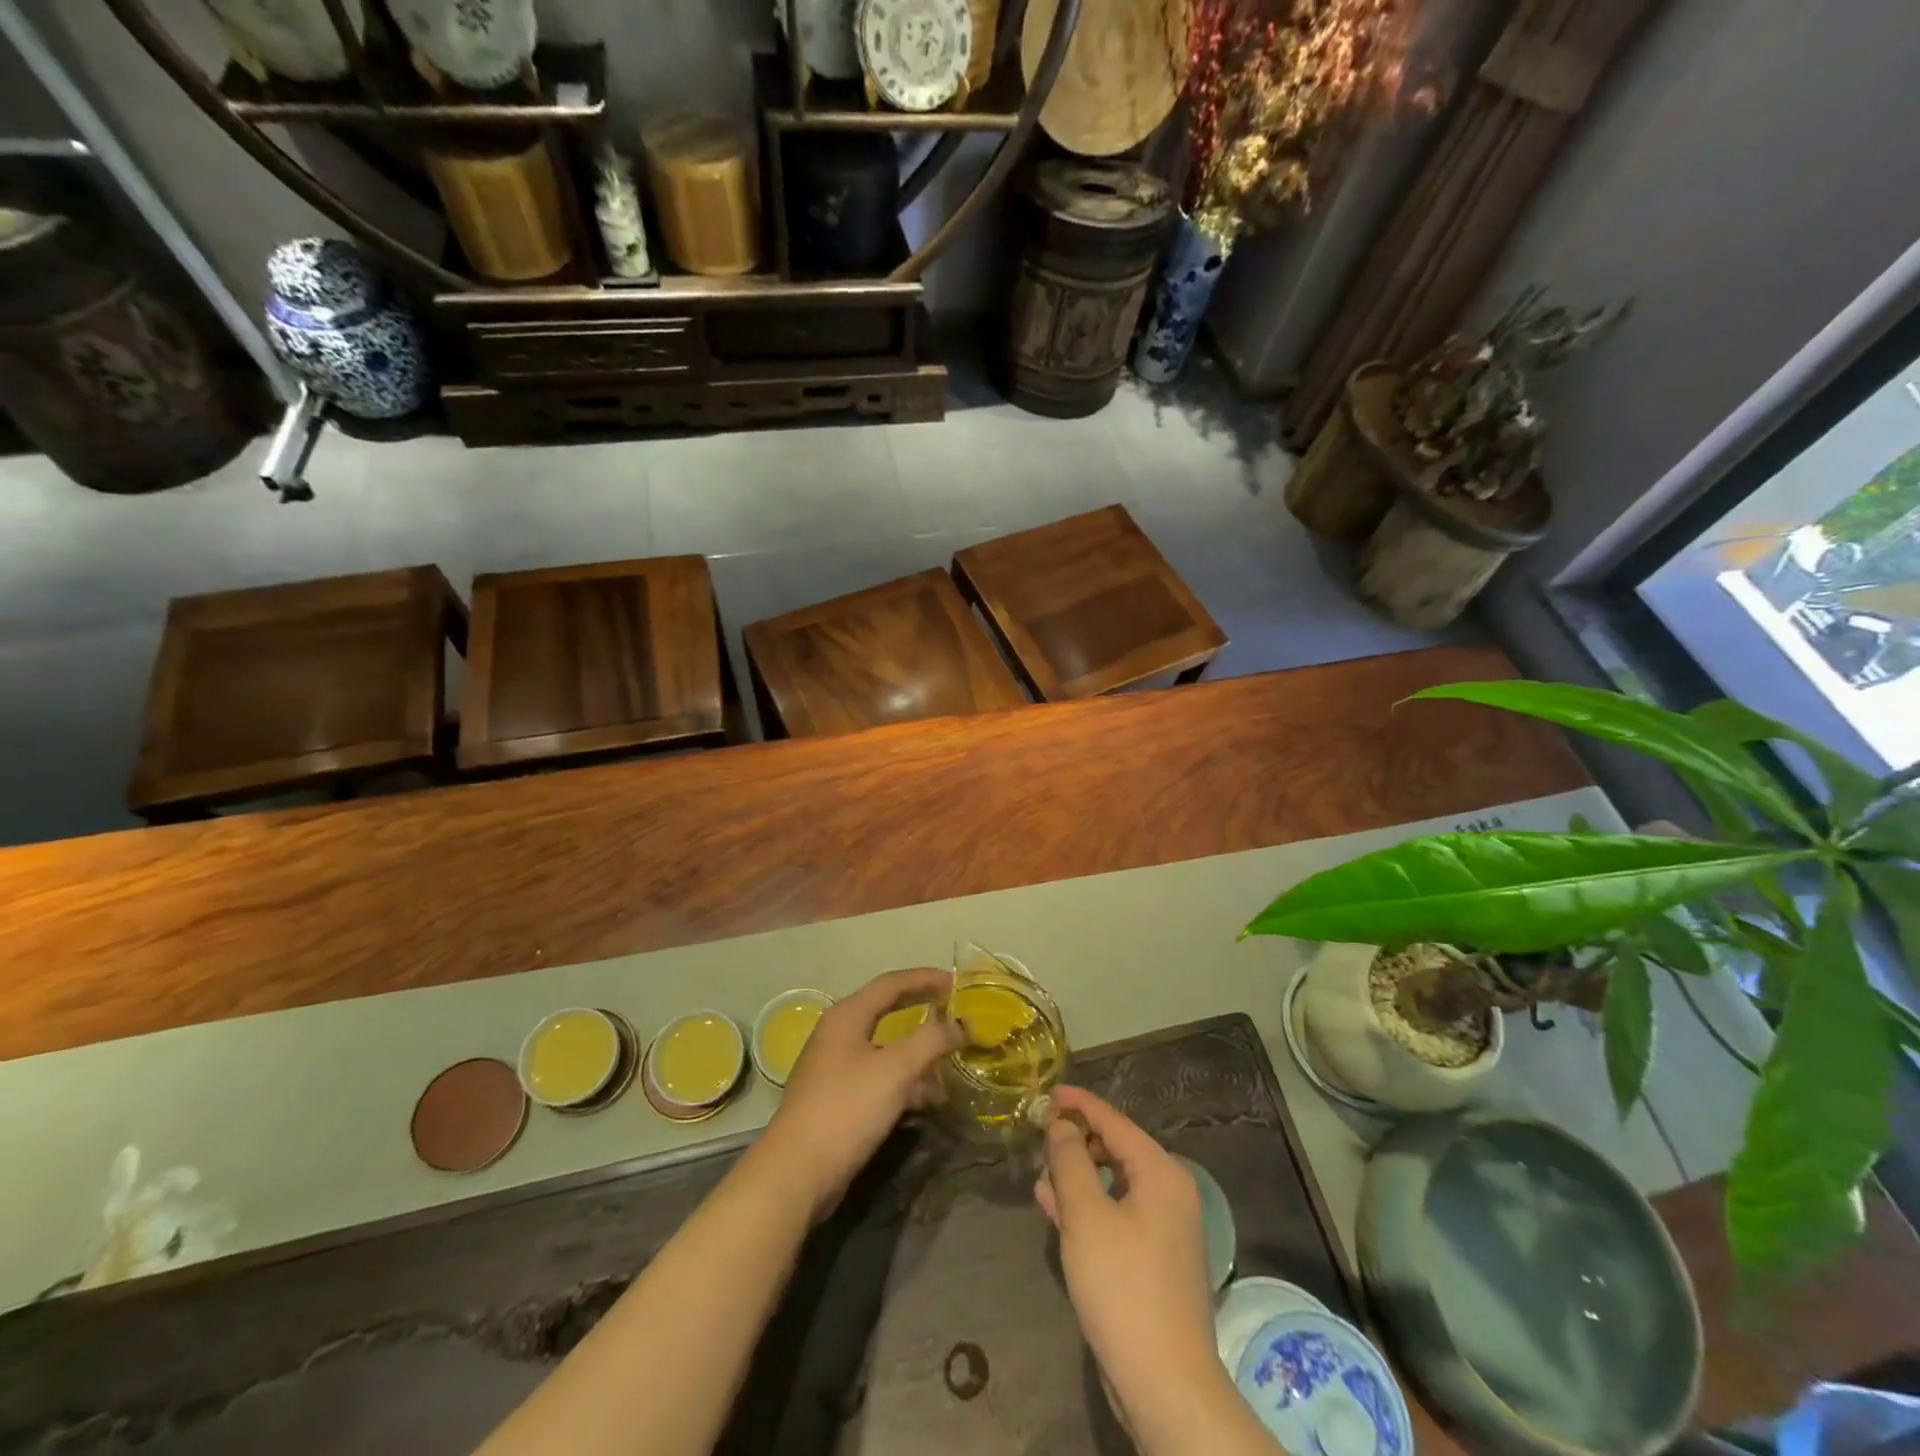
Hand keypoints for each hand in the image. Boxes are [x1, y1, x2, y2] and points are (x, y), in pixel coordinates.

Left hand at [752, 968, 961, 1219]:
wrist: (796, 1173)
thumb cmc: (847, 1108)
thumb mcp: (896, 1070)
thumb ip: (930, 1041)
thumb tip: (959, 1026)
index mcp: (847, 1016)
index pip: (892, 983)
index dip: (925, 979)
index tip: (956, 983)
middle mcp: (838, 1034)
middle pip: (886, 1011)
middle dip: (921, 1010)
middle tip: (953, 1010)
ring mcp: (834, 1067)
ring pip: (884, 1048)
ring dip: (916, 1052)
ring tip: (949, 1063)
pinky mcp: (836, 1099)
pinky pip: (878, 1077)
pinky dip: (903, 1081)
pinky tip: (927, 1100)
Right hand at [1036, 1087, 1219, 1431]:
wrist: (1166, 1385)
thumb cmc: (1124, 1287)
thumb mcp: (1086, 1216)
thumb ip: (1070, 1160)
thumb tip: (1062, 1125)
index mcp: (1161, 1173)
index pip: (1114, 1121)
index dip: (1079, 1104)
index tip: (1047, 1092)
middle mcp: (1169, 1193)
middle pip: (1116, 1149)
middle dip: (1076, 1141)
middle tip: (1038, 1136)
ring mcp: (1163, 1229)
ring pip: (1113, 1184)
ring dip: (1077, 1175)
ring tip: (1040, 1171)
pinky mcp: (1152, 1260)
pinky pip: (1116, 1214)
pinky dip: (1088, 1206)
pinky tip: (1055, 1207)